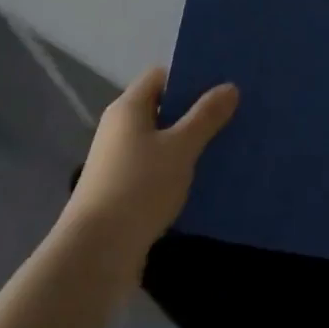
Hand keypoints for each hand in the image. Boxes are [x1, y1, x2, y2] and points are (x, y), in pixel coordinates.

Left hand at [61, 67, 238, 282]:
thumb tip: (229, 86)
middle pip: (161, 108)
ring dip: (188, 144)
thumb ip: (205, 117)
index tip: (221, 85)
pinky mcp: (121, 190)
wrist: (97, 251)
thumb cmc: (139, 187)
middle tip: (232, 115)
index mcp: (128, 108)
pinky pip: (155, 168)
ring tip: (225, 147)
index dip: (189, 77)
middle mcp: (119, 128)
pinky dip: (176, 169)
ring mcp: (117, 161)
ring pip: (160, 141)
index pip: (160, 76)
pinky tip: (203, 180)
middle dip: (194, 112)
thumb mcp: (180, 148)